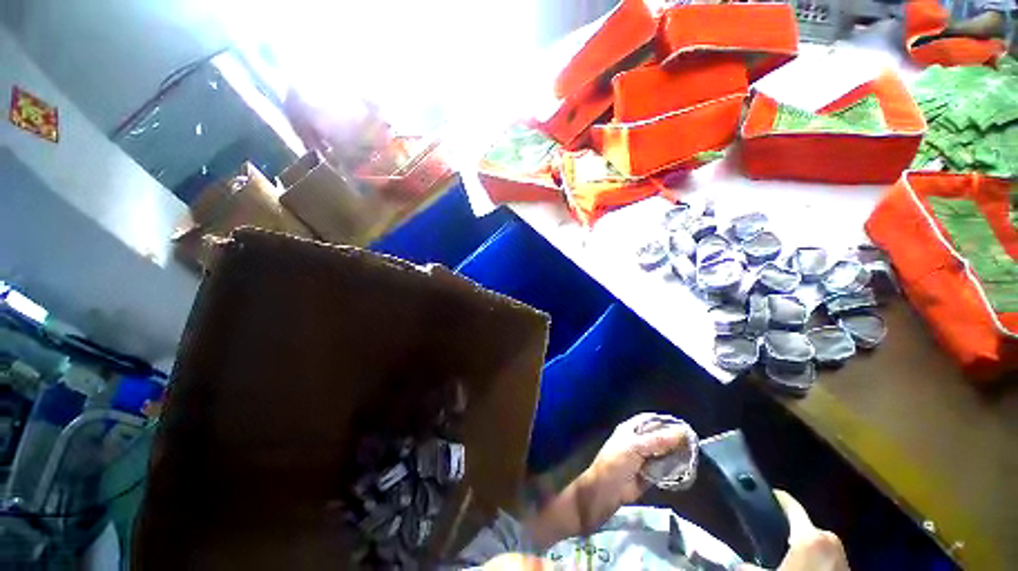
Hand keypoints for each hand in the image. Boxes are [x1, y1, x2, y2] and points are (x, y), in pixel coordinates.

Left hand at [583, 413, 692, 506]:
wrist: (607, 491)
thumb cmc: (616, 463)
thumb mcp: (635, 448)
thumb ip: (657, 441)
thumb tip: (680, 433)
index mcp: (631, 430)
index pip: (649, 420)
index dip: (665, 422)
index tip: (683, 426)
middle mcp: (638, 441)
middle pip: (659, 436)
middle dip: (674, 439)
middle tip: (693, 442)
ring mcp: (644, 458)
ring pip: (664, 452)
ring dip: (676, 453)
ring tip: (693, 454)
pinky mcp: (650, 473)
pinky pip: (664, 467)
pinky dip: (674, 467)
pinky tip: (686, 467)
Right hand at [739, 490, 849, 570]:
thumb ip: (751, 566)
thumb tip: (743, 565)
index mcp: (810, 535)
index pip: (790, 505)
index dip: (774, 498)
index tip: (762, 495)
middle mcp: (829, 539)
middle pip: (804, 527)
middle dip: (789, 532)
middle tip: (772, 539)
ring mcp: (842, 555)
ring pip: (816, 544)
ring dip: (803, 549)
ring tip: (788, 559)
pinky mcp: (848, 568)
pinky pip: (826, 557)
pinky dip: (814, 560)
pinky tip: (803, 568)